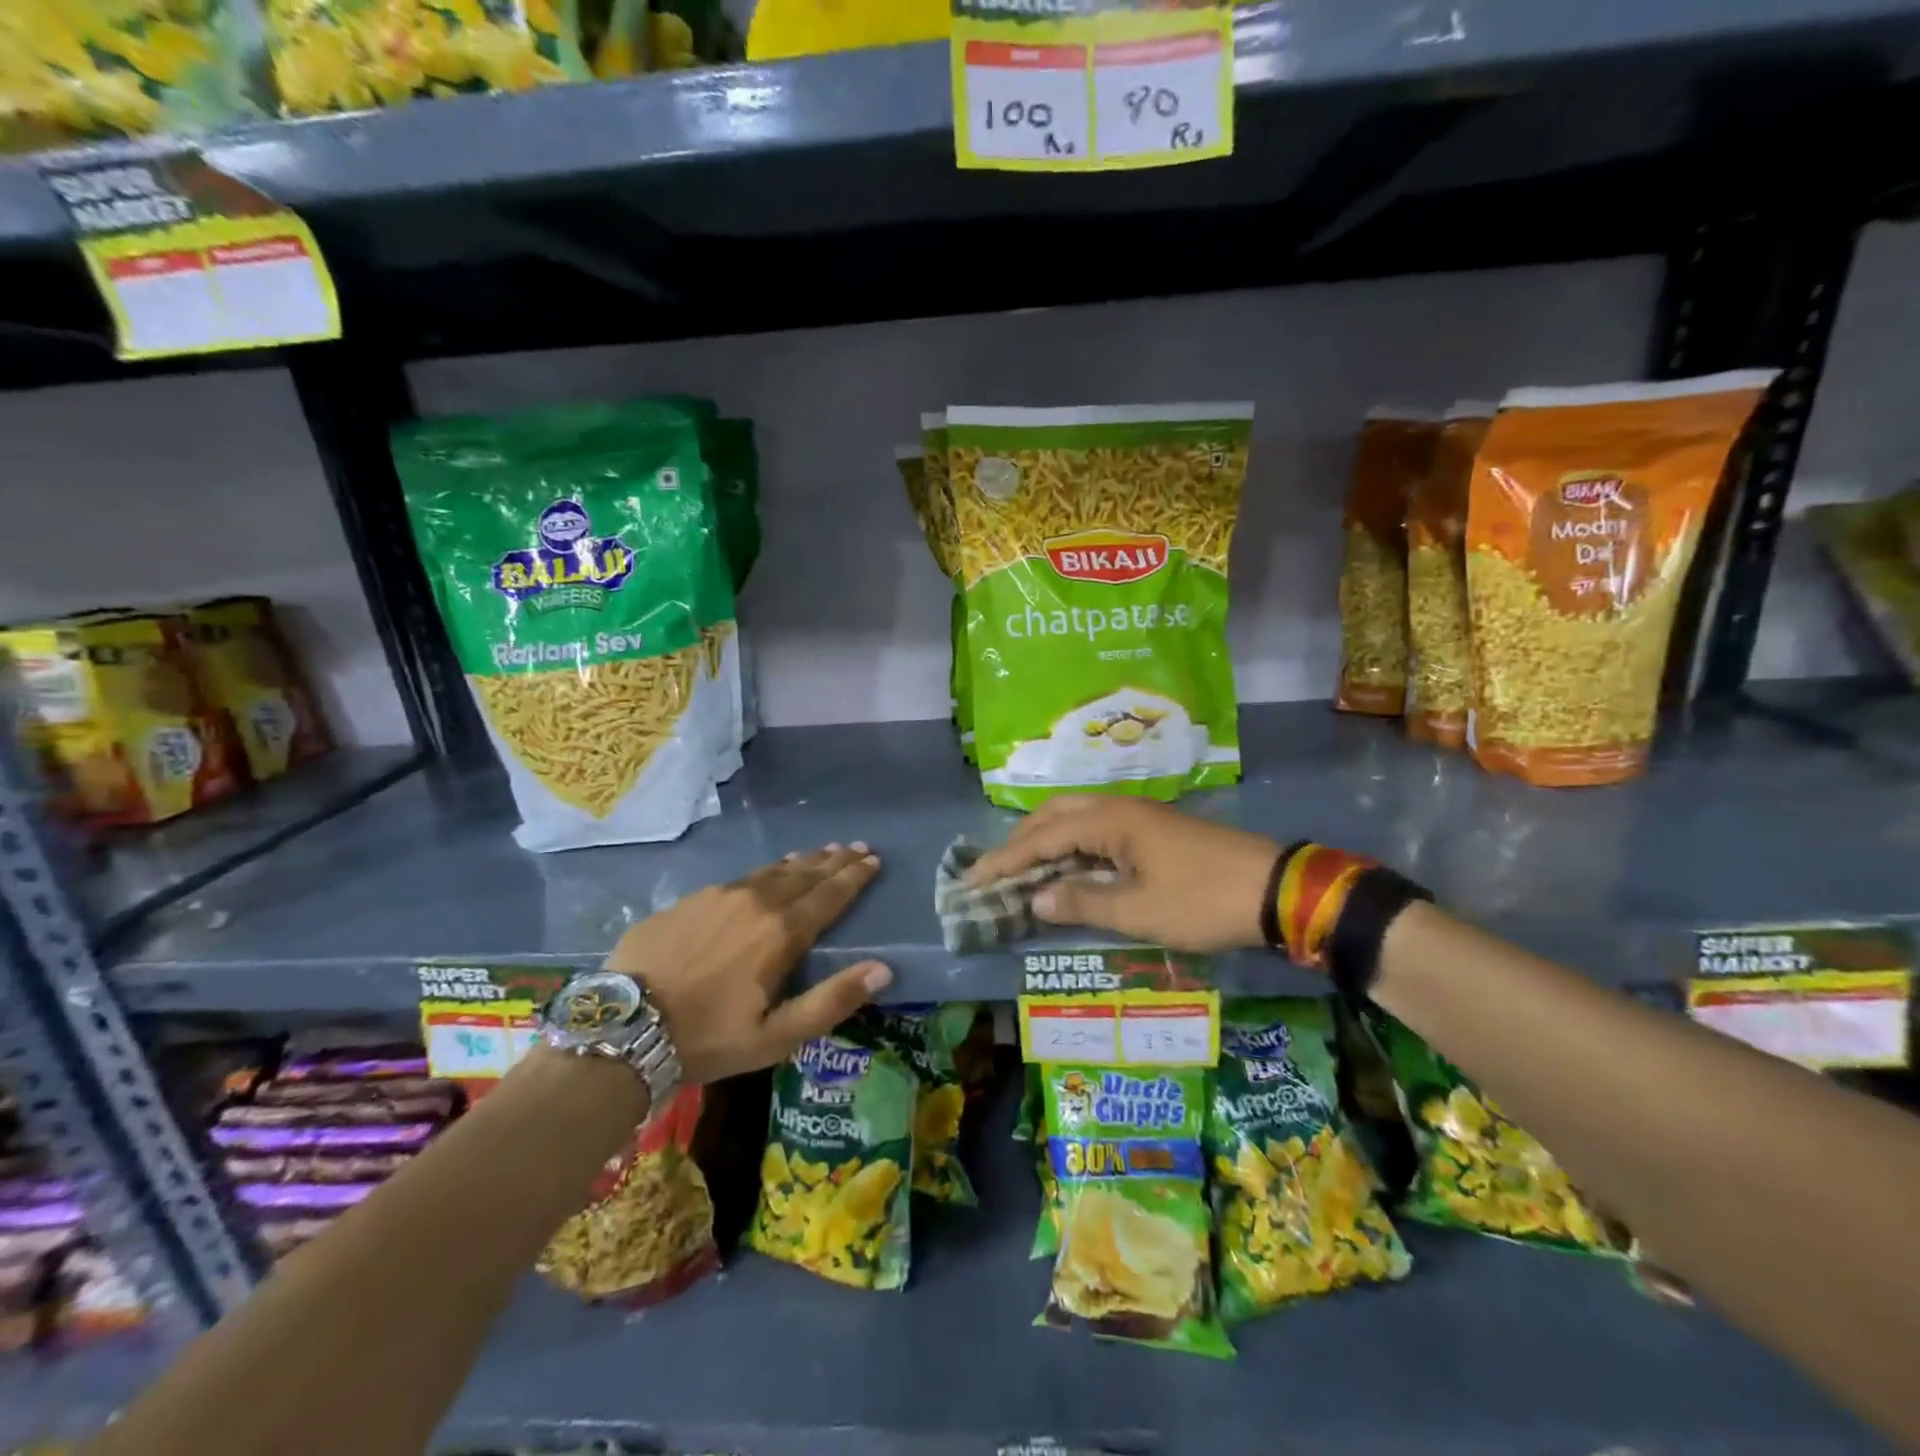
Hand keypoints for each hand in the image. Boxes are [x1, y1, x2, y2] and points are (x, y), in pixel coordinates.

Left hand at [604, 844, 891, 1083]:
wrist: (623, 1027)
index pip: (829, 895)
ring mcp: (719, 895)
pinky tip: (769, 871)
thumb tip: (883, 968)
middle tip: (857, 846)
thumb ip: (831, 1001)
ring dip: (803, 861)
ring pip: (773, 870)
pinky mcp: (690, 899)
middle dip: (835, 860)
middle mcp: (755, 902)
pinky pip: (742, 877)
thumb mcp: (776, 1036)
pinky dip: (767, 870)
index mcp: (781, 933)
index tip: (874, 859)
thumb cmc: (707, 1037)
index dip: (854, 877)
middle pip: (805, 874)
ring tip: (822, 851)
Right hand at [965, 797, 1279, 952]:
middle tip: (995, 873)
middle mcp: (1118, 807)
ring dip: (1045, 840)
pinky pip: (1096, 829)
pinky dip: (1072, 846)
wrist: (1276, 888)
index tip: (972, 880)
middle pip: (1054, 815)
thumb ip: (1084, 903)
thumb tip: (1034, 899)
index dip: (1004, 860)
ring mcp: (1138, 815)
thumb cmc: (1204, 901)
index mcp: (1110, 821)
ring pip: (1076, 818)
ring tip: (1023, 870)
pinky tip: (1069, 868)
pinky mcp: (1153, 829)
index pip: (1041, 838)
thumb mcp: (1141, 911)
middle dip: (1020, 841)